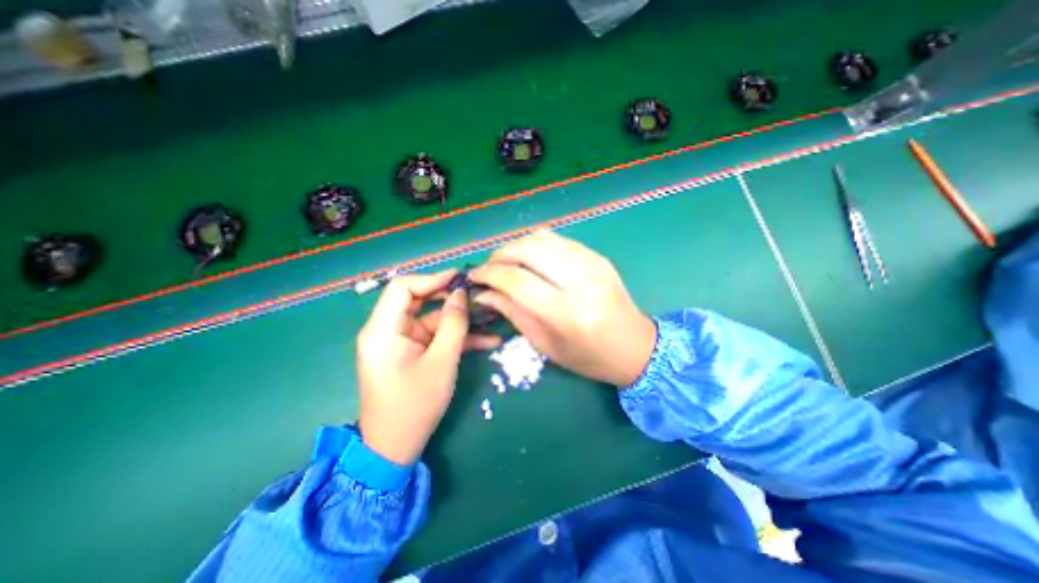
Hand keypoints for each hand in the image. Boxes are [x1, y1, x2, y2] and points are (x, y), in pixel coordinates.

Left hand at [359, 270, 498, 466]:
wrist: (395, 448)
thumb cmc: (415, 406)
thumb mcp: (441, 362)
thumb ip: (453, 324)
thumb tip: (461, 294)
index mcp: (383, 330)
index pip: (403, 288)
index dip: (432, 278)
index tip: (460, 278)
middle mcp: (387, 330)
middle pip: (419, 301)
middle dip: (451, 300)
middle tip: (479, 298)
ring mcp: (401, 342)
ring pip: (432, 320)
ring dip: (460, 321)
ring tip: (491, 318)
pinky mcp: (411, 353)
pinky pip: (434, 337)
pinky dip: (456, 338)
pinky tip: (486, 341)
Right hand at [470, 230, 651, 386]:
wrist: (636, 347)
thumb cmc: (589, 357)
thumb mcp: (546, 344)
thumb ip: (513, 313)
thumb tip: (483, 293)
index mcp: (567, 312)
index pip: (517, 280)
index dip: (489, 274)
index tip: (474, 276)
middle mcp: (581, 281)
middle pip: (529, 249)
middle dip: (500, 254)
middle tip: (488, 268)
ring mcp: (593, 263)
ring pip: (543, 238)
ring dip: (517, 246)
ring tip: (506, 262)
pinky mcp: (598, 256)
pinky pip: (559, 240)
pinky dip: (537, 245)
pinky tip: (531, 260)